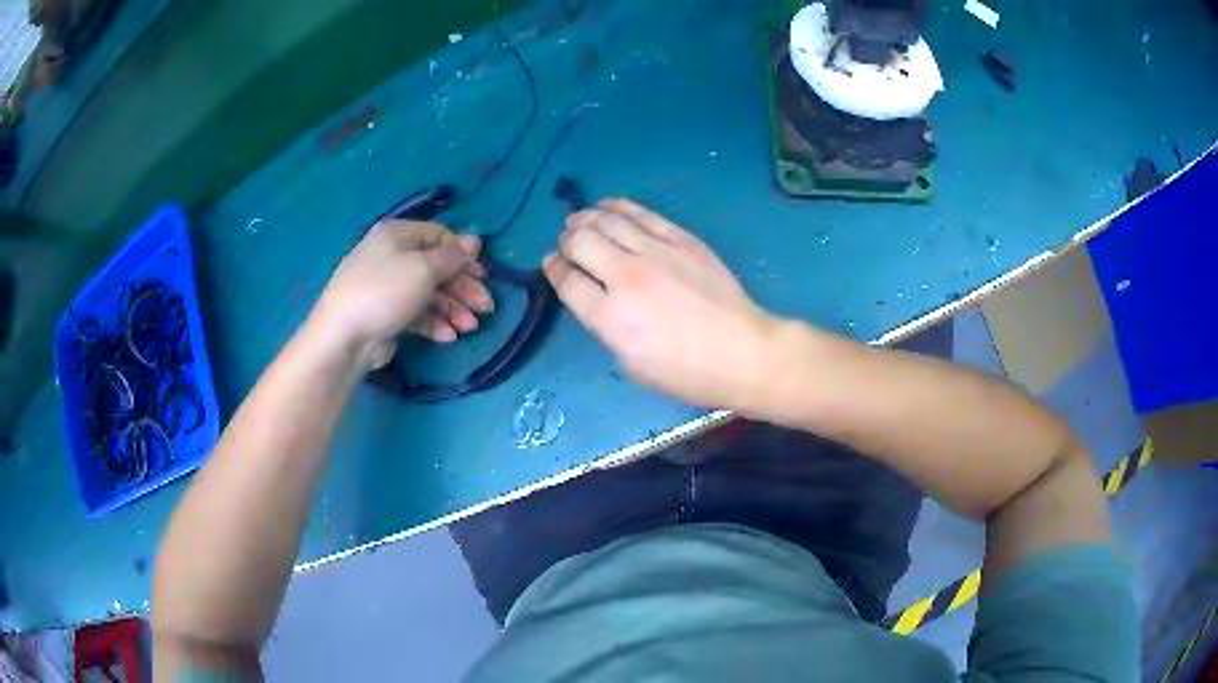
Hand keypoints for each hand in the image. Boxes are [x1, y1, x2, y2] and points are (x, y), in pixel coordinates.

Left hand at [312, 221, 492, 368]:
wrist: (343, 337)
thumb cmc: (384, 292)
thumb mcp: (423, 269)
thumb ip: (452, 256)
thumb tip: (474, 240)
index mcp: (397, 235)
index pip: (439, 236)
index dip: (463, 255)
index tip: (482, 275)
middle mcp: (392, 256)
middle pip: (437, 268)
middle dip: (463, 288)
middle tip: (486, 308)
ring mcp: (387, 287)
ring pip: (429, 293)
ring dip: (452, 309)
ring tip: (469, 328)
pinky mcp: (386, 314)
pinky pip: (416, 314)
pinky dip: (434, 323)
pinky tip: (448, 337)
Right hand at [544, 199, 777, 409]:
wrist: (741, 352)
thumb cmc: (686, 373)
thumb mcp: (631, 365)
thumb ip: (604, 328)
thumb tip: (592, 298)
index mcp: (610, 317)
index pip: (567, 280)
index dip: (554, 269)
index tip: (552, 264)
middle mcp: (626, 277)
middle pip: (581, 242)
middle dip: (566, 242)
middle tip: (568, 245)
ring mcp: (656, 253)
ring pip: (607, 221)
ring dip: (585, 218)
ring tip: (579, 221)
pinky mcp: (681, 239)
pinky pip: (642, 213)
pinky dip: (618, 206)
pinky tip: (608, 206)